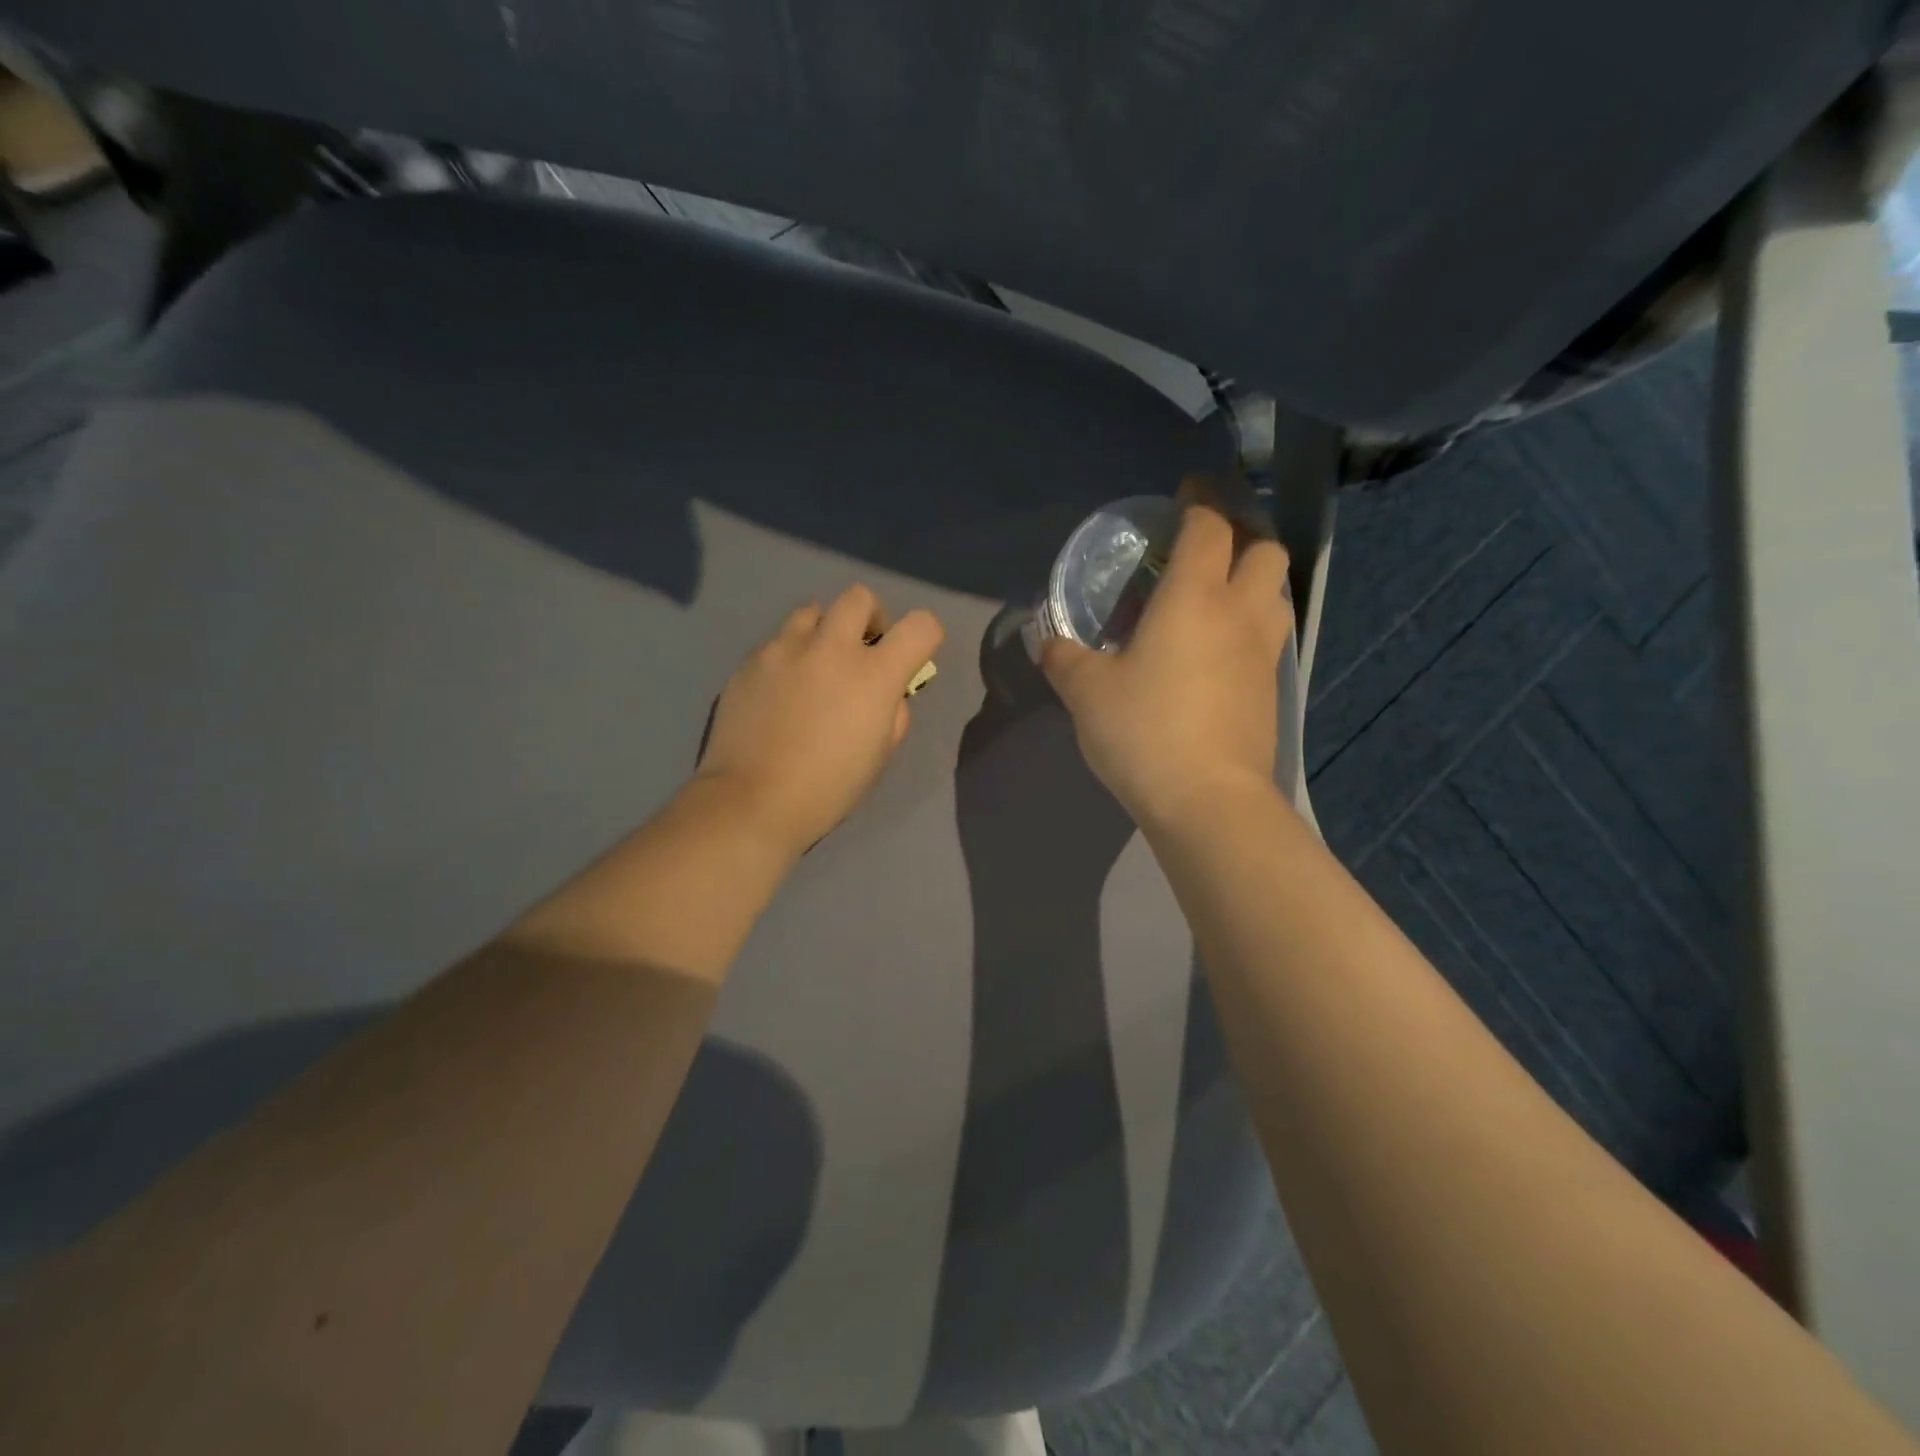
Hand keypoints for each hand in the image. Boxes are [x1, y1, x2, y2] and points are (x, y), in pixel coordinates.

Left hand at [694, 584, 944, 857]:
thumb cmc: (829, 787)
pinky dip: (788, 656)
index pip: (921, 625)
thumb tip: (888, 692)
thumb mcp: (880, 754)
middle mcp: (831, 648)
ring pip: (811, 611)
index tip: (911, 657)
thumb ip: (893, 711)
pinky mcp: (749, 660)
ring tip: (814, 668)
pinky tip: (779, 692)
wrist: (752, 801)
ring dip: (823, 632)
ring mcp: (784, 649)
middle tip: (860, 652)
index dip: (925, 635)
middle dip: (868, 618)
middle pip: (859, 597)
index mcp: (874, 674)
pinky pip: (777, 641)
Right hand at [1039, 477, 1290, 828]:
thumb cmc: (1144, 731)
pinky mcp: (1271, 689)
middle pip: (1264, 548)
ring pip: (1275, 592)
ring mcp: (1264, 653)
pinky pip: (1269, 635)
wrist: (1208, 800)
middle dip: (1242, 532)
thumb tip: (1047, 643)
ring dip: (1252, 578)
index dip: (1200, 499)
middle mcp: (1239, 613)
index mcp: (1193, 597)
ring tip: (1216, 592)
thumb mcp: (1086, 692)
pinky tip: (1219, 647)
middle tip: (1207, 542)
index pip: (1209, 526)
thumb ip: (1063, 658)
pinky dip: (1250, 622)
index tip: (1186, 492)